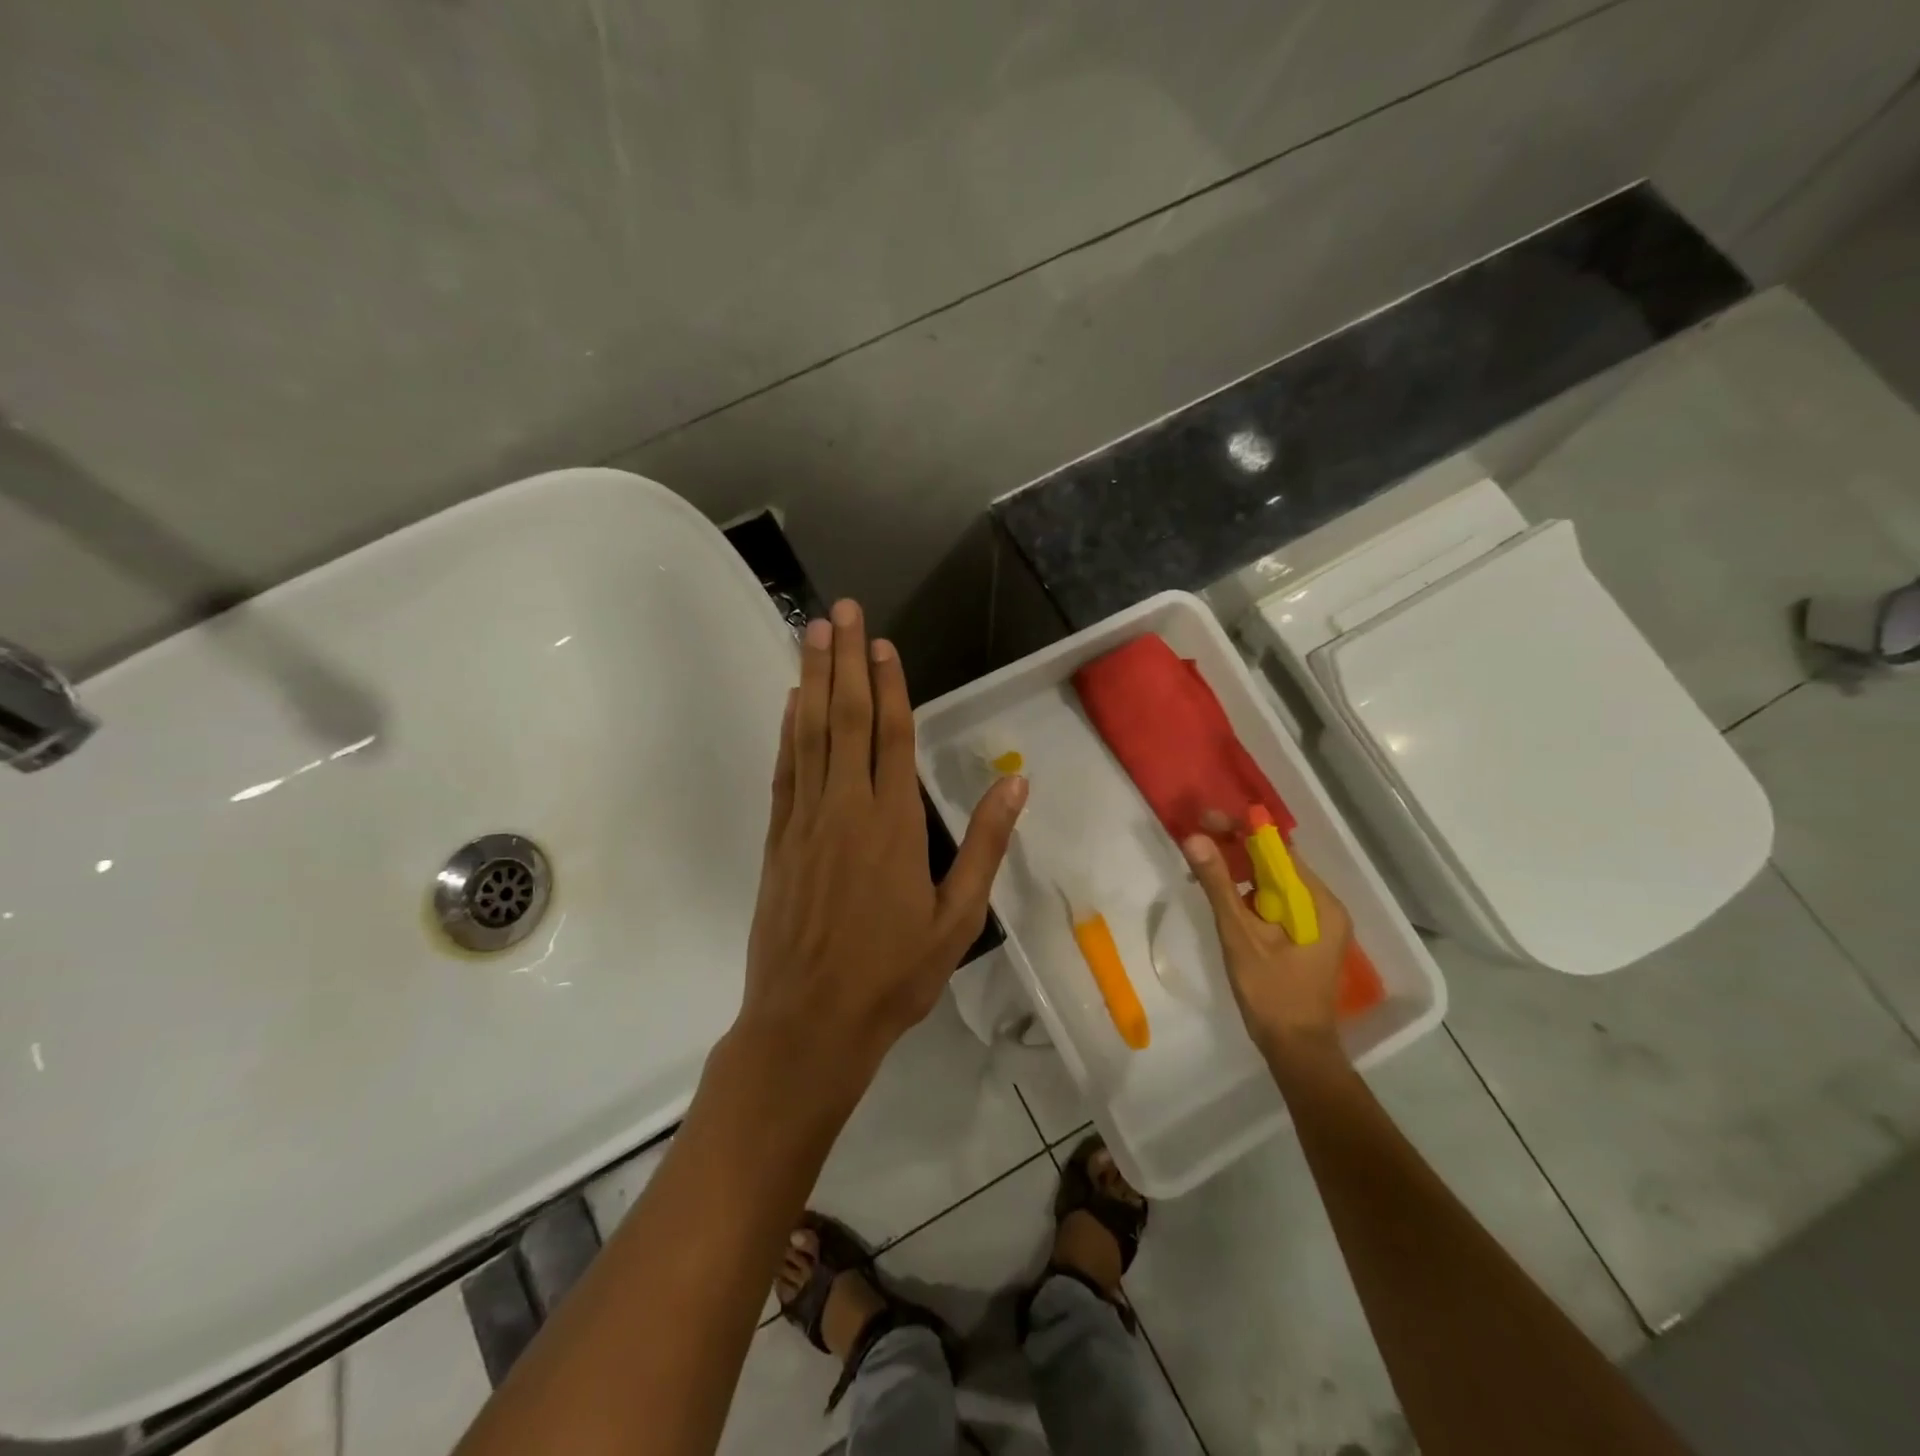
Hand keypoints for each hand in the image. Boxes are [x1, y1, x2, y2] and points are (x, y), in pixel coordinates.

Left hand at [737, 599, 1027, 1106]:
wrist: (809, 1023)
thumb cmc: (893, 975)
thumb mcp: (957, 918)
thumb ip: (986, 844)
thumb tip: (1015, 780)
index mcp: (895, 825)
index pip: (892, 736)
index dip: (888, 686)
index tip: (882, 644)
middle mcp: (846, 809)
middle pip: (844, 719)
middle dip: (843, 660)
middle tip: (842, 610)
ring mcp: (805, 821)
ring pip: (809, 734)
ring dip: (810, 679)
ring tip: (811, 632)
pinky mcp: (778, 839)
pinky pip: (785, 771)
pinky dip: (787, 731)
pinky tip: (789, 703)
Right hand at [1182, 834, 1352, 1063]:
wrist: (1297, 1050)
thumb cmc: (1271, 995)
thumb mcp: (1240, 937)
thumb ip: (1219, 885)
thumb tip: (1195, 838)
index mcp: (1318, 903)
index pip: (1279, 850)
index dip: (1242, 830)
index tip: (1206, 820)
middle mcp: (1324, 906)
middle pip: (1277, 863)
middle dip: (1237, 848)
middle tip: (1197, 840)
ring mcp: (1317, 922)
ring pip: (1274, 882)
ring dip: (1240, 871)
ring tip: (1203, 866)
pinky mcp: (1305, 936)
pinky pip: (1275, 901)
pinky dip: (1249, 893)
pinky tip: (1223, 895)